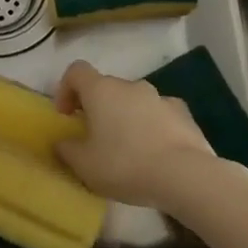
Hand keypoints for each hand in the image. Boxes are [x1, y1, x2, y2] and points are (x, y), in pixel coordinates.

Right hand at [52, 59, 216, 208]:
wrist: (185, 175)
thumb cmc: (125, 165)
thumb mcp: (84, 166)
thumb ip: (67, 150)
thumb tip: (62, 142)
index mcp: (101, 90)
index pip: (76, 71)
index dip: (66, 88)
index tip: (66, 115)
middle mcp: (129, 85)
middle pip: (106, 87)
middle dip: (98, 108)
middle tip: (96, 139)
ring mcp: (159, 97)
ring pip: (134, 101)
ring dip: (126, 117)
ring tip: (129, 150)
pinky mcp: (183, 113)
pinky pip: (159, 114)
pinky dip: (153, 126)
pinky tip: (157, 152)